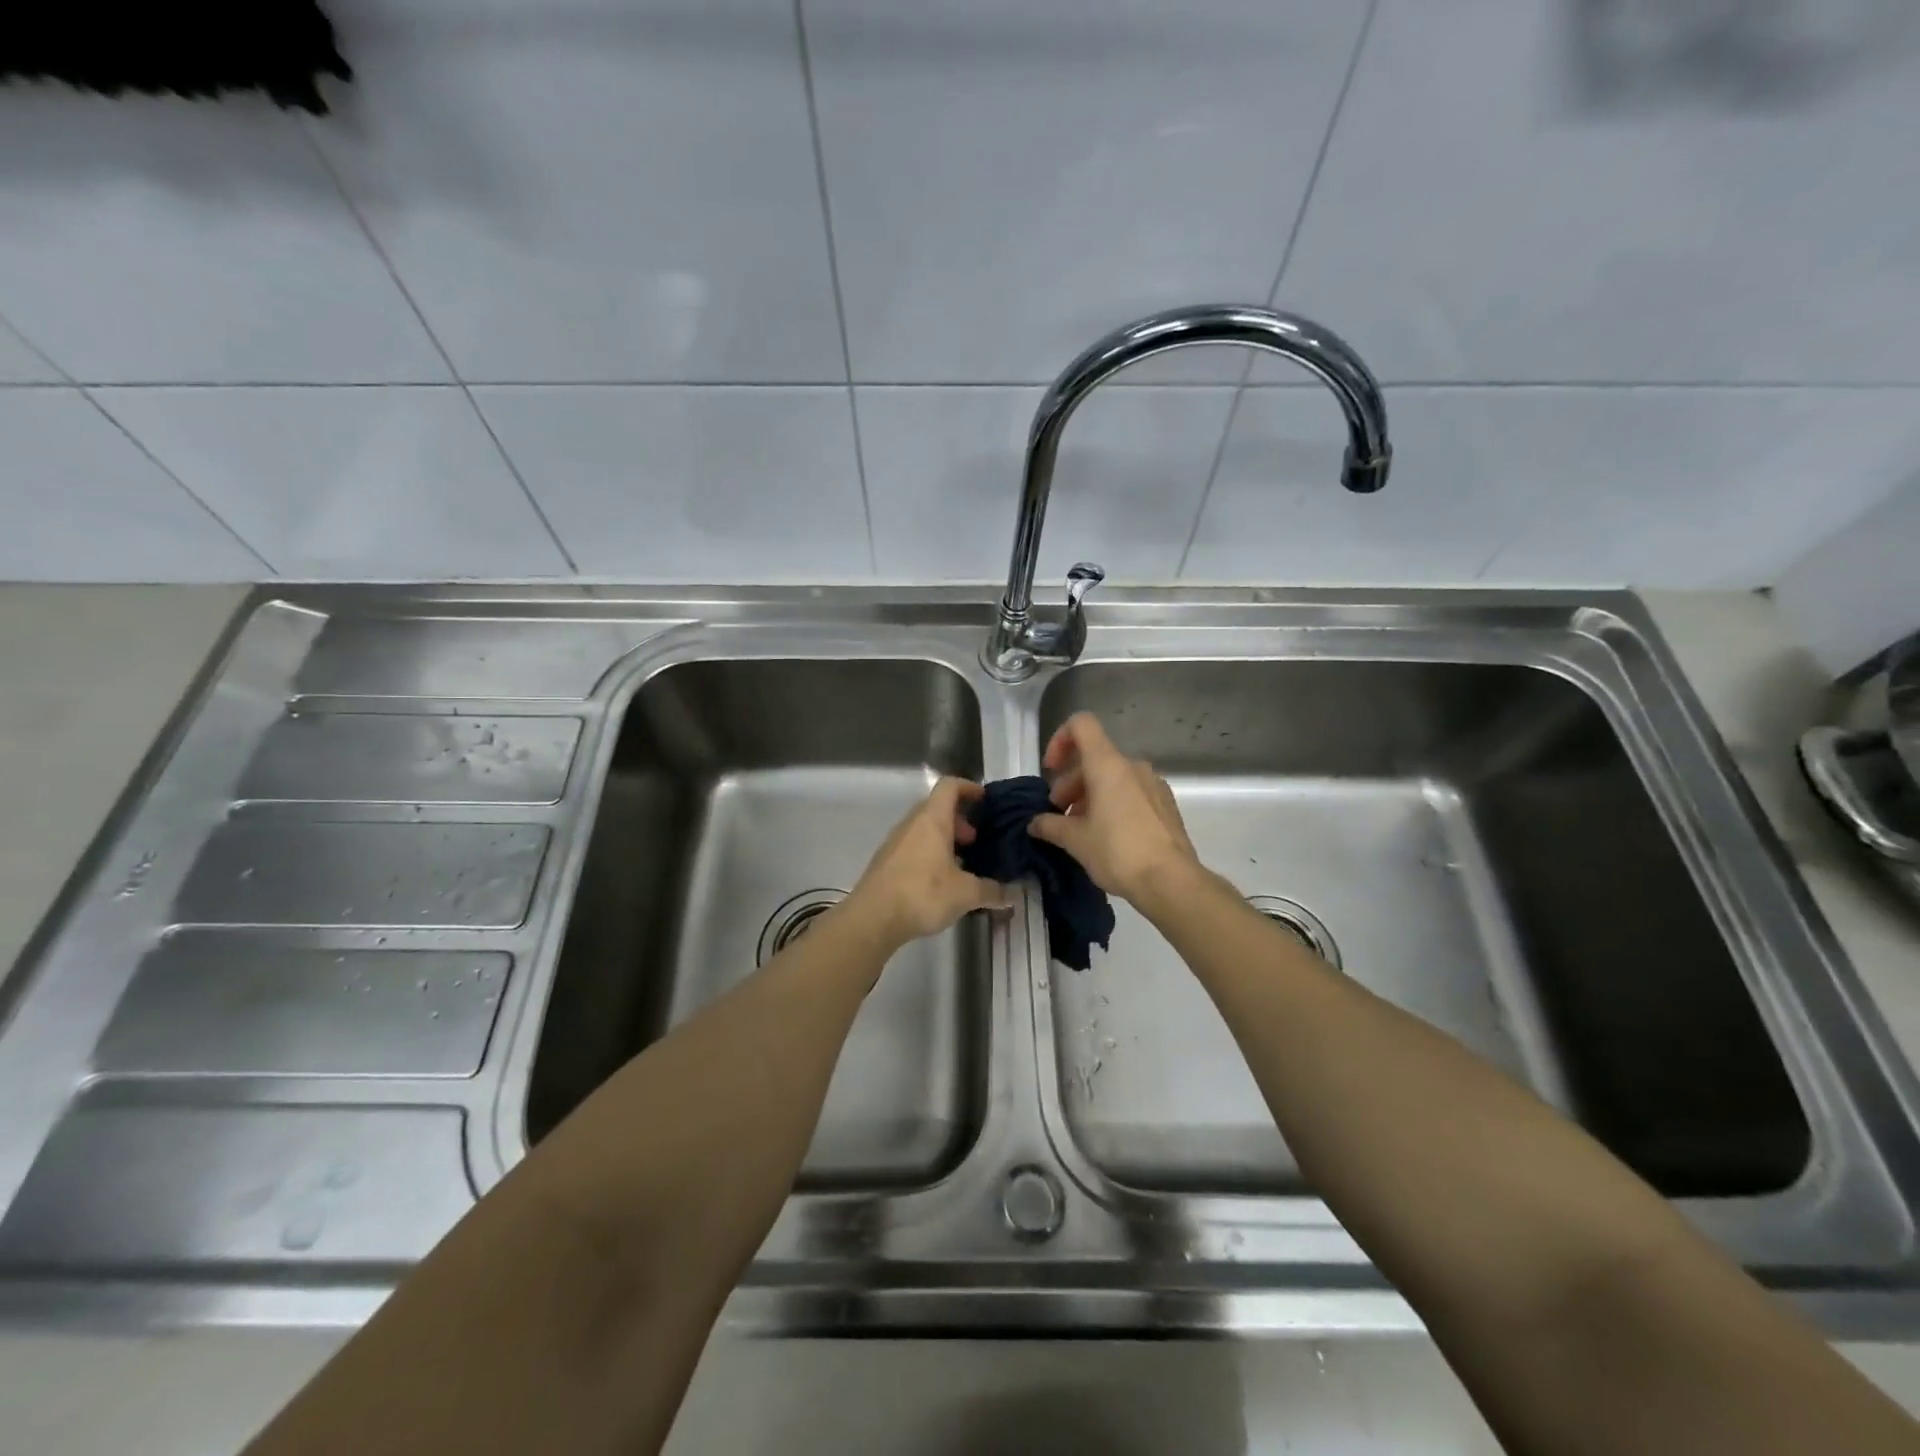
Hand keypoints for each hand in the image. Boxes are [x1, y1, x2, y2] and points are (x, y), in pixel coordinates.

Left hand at [847, 777, 1011, 950]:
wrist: (872, 918)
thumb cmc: (922, 893)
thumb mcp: (965, 893)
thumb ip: (992, 890)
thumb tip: (1014, 893)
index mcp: (932, 820)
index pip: (949, 786)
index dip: (968, 788)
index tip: (984, 801)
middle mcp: (912, 824)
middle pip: (937, 807)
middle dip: (959, 819)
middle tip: (976, 840)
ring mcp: (895, 842)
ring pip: (924, 828)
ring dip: (944, 838)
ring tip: (961, 864)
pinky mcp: (886, 862)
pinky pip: (913, 846)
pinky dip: (929, 853)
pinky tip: (940, 881)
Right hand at [1029, 712, 1201, 904]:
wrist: (1171, 882)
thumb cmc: (1118, 852)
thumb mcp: (1075, 841)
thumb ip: (1050, 825)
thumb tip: (1035, 823)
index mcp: (1108, 765)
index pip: (1081, 725)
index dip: (1060, 740)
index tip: (1050, 771)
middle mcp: (1133, 766)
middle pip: (1094, 759)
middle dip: (1070, 783)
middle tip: (1059, 815)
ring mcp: (1153, 784)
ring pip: (1113, 778)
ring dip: (1090, 796)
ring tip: (1080, 830)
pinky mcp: (1166, 805)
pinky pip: (1131, 793)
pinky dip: (1113, 805)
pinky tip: (1107, 837)